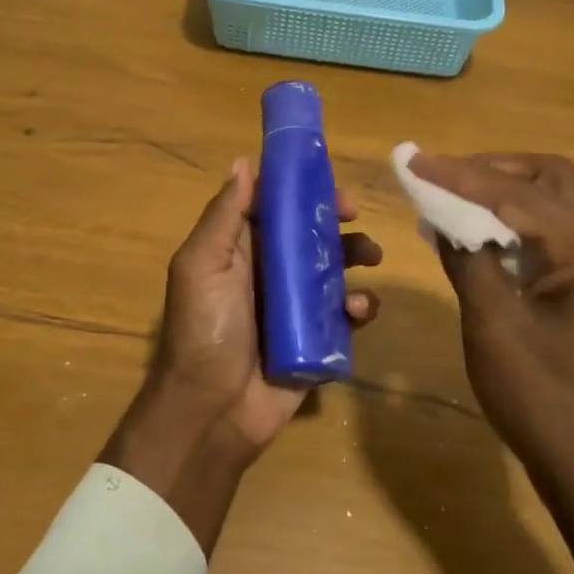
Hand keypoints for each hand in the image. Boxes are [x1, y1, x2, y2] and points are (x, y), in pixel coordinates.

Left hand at [101, 158, 380, 553]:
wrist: (212, 411)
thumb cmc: (205, 329)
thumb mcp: (202, 265)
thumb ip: (225, 215)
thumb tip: (243, 162)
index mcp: (240, 250)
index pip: (274, 207)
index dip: (301, 189)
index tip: (327, 181)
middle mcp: (269, 273)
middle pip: (310, 234)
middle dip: (336, 222)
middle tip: (355, 217)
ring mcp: (295, 308)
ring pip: (334, 270)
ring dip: (356, 256)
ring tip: (371, 258)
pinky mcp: (317, 340)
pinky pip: (346, 315)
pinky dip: (360, 306)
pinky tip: (359, 310)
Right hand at [409, 152, 573, 573]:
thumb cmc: (547, 404)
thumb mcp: (495, 328)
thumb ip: (469, 262)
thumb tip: (443, 218)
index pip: (517, 193)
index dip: (460, 174)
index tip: (412, 161)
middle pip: (549, 181)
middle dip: (491, 171)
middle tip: (440, 178)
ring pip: (552, 207)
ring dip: (502, 197)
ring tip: (449, 201)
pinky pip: (552, 239)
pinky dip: (513, 228)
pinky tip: (475, 239)